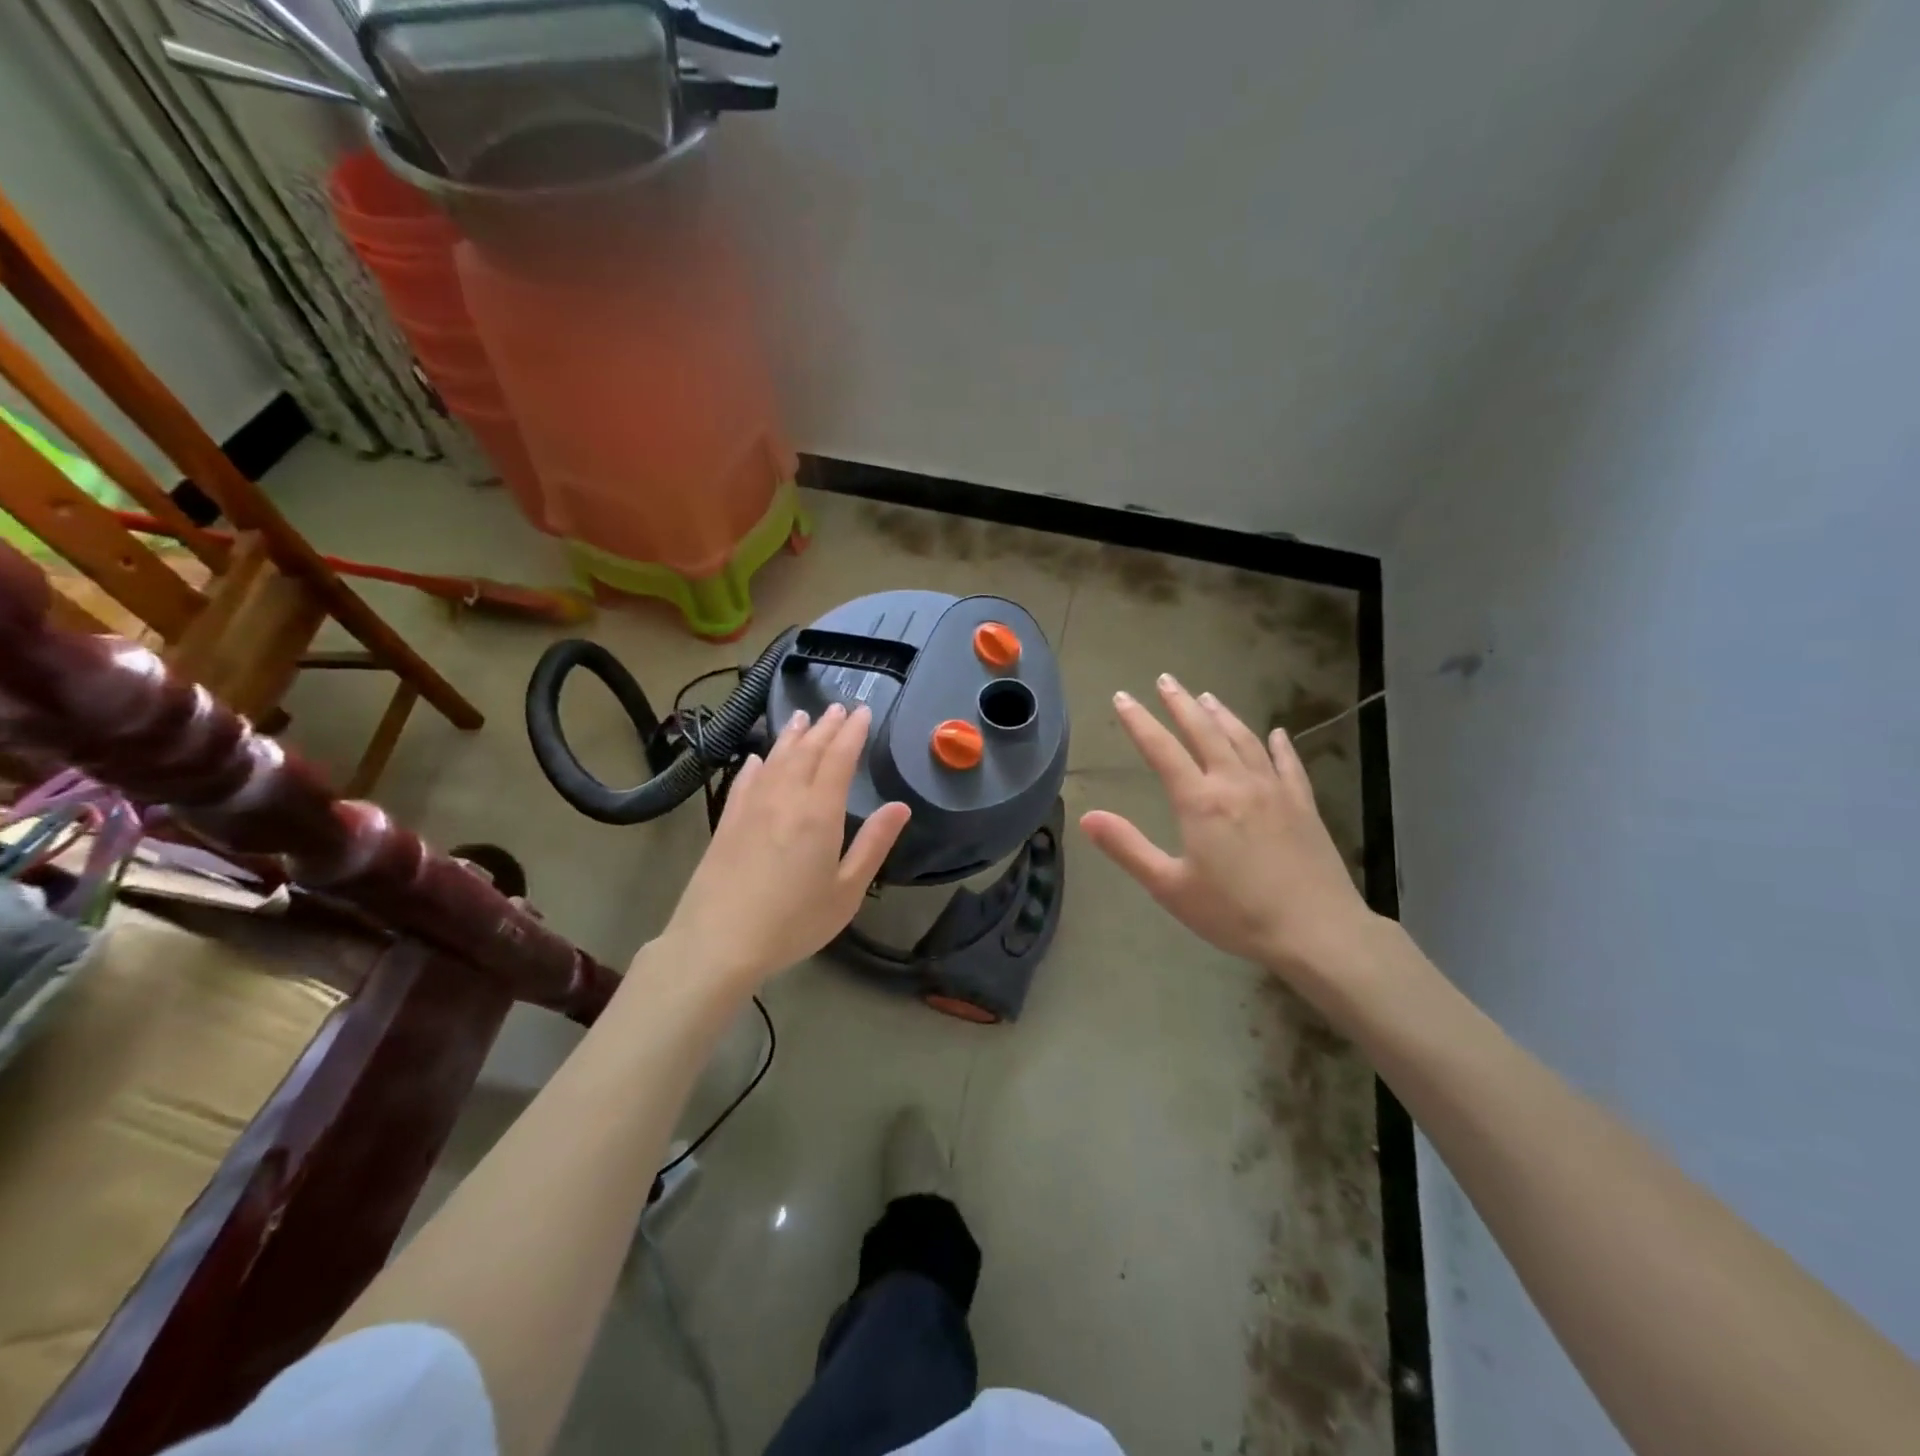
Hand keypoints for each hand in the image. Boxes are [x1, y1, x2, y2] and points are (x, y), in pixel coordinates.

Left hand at [655, 703, 910, 987]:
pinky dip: (756, 765)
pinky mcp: (726, 822)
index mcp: (819, 812)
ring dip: (792, 736)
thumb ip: (874, 844)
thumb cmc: (793, 922)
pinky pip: (745, 781)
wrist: (718, 943)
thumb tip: (900, 806)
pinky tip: (758, 758)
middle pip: (807, 751)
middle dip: (826, 727)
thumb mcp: (846, 890)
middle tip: (838, 708)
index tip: (862, 711)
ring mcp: (751, 807)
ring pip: (775, 759)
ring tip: (803, 718)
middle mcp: (785, 798)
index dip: (852, 732)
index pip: (839, 758)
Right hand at [1079, 675, 1379, 983]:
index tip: (1122, 697)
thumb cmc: (1235, 913)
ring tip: (1207, 697)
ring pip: (1244, 740)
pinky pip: (1288, 764)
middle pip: (1204, 732)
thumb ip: (1128, 848)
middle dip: (1181, 704)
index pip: (1162, 750)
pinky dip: (1279, 745)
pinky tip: (1276, 734)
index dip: (1139, 721)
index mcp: (1200, 801)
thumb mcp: (1170, 887)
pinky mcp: (1303, 805)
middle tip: (1165, 680)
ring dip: (1222, 715)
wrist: (1316, 931)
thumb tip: (1087, 816)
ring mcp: (1274, 791)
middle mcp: (1236, 784)